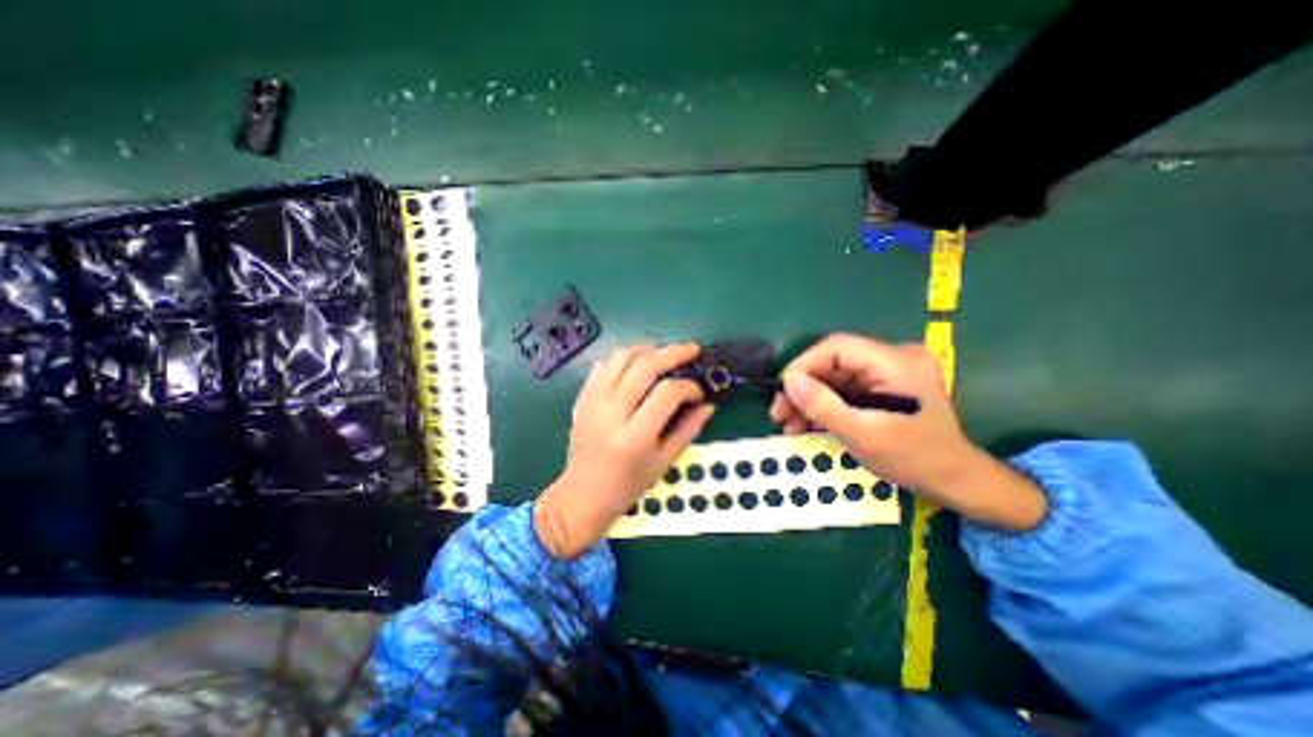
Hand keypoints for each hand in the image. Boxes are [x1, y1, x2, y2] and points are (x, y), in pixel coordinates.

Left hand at [534, 342, 715, 554]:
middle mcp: (611, 414)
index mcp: (634, 437)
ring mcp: (592, 402)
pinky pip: (603, 365)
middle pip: (644, 366)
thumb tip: (708, 404)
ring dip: (647, 349)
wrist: (581, 495)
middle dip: (673, 353)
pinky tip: (637, 364)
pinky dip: (624, 358)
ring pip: (621, 357)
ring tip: (665, 353)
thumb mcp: (664, 463)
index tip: (699, 391)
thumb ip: (688, 430)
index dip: (689, 387)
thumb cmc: (627, 485)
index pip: (667, 394)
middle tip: (692, 350)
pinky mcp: (582, 398)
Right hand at [772, 333, 1048, 528]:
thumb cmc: (914, 459)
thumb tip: (789, 381)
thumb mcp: (863, 435)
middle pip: (833, 363)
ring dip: (809, 399)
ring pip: (834, 377)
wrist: (954, 481)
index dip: (804, 365)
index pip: (837, 347)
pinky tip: (805, 424)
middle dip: (803, 388)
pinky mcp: (882, 386)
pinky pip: (844, 389)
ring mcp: (887, 372)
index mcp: (896, 362)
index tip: (782, 391)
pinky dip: (823, 405)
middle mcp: (892, 358)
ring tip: (787, 424)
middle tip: (779, 413)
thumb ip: (824, 406)